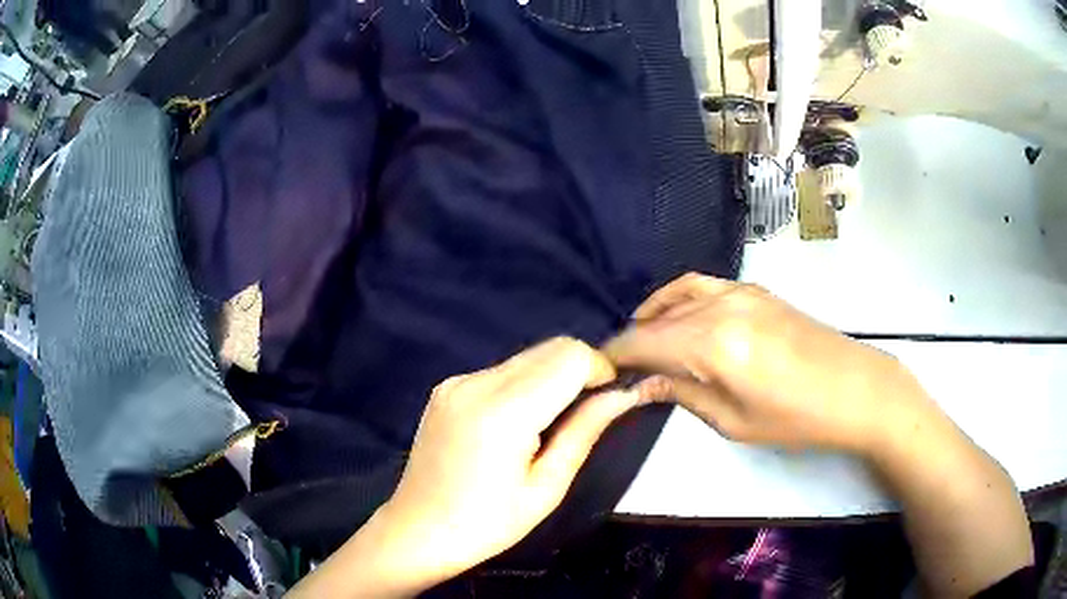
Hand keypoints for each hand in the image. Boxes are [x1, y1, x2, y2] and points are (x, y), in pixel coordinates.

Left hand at [367, 338, 643, 590]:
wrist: (417, 530)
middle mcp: (477, 382)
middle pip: (551, 347)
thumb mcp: (547, 487)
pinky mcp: (447, 386)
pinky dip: (524, 384)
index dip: (600, 370)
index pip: (571, 356)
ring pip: (528, 356)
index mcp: (504, 412)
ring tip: (550, 425)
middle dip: (581, 370)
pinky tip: (517, 424)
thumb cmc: (486, 524)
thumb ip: (585, 431)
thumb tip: (623, 394)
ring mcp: (457, 380)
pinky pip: (501, 370)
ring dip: (553, 377)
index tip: (609, 400)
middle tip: (588, 413)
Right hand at [604, 273, 929, 453]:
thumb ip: (683, 395)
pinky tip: (678, 314)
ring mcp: (739, 292)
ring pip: (678, 295)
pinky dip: (680, 296)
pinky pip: (704, 285)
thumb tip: (643, 385)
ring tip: (642, 339)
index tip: (597, 369)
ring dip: (653, 315)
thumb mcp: (733, 421)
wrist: (854, 388)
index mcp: (712, 344)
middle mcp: (720, 307)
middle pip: (658, 318)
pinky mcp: (755, 290)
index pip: (645, 342)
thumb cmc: (795, 417)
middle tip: (620, 366)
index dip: (616, 354)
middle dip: (633, 340)